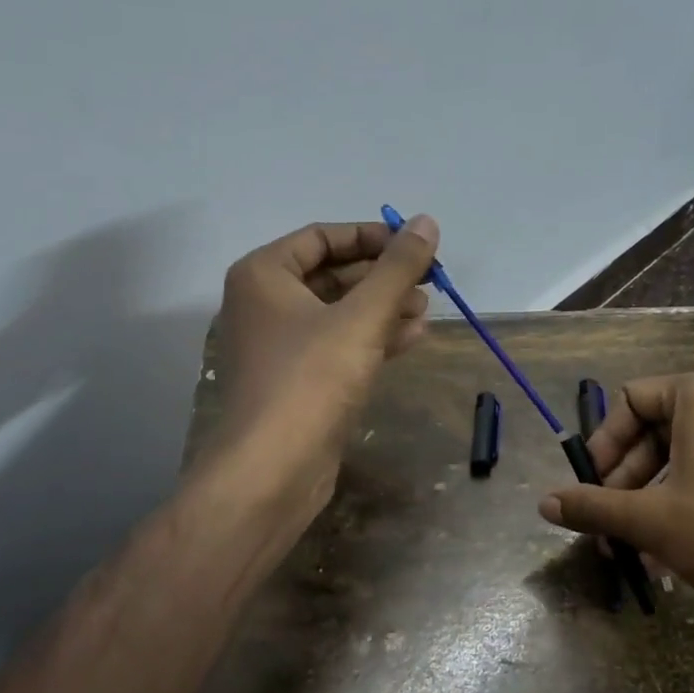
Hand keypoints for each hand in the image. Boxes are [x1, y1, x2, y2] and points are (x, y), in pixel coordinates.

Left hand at [210, 215, 438, 517]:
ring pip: (339, 312)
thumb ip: (397, 268)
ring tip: (426, 308)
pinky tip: (412, 337)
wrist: (272, 471)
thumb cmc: (311, 380)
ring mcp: (279, 346)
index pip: (323, 237)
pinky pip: (338, 345)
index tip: (416, 245)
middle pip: (332, 274)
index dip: (372, 236)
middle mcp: (265, 304)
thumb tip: (427, 222)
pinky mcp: (297, 381)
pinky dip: (373, 338)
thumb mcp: (362, 317)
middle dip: (382, 276)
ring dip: (383, 308)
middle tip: (429, 280)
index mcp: (264, 275)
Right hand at [537, 371, 693, 641]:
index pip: (633, 398)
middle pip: (659, 430)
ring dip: (651, 499)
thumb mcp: (648, 519)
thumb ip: (592, 506)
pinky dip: (687, 503)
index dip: (603, 442)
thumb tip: (544, 504)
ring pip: (688, 458)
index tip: (589, 485)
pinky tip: (668, 554)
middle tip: (605, 523)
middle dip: (625, 480)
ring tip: (632, 548)